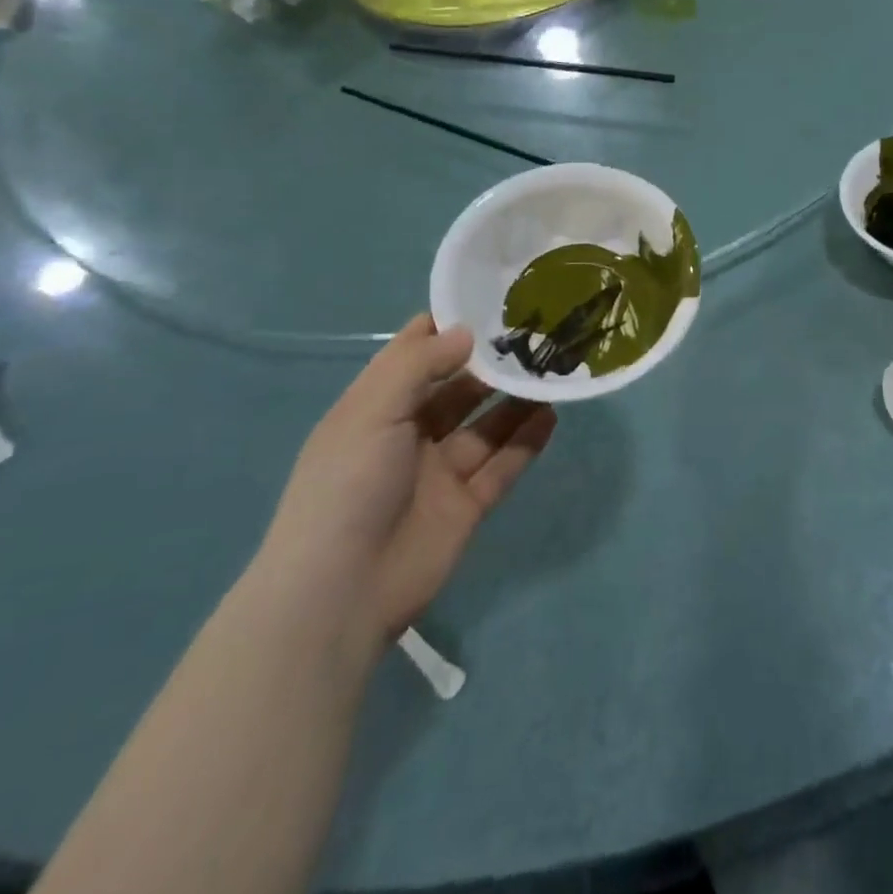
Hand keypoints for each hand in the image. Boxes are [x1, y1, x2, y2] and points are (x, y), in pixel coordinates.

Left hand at [252, 316, 556, 649]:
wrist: (340, 593)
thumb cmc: (348, 485)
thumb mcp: (373, 410)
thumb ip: (420, 365)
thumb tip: (465, 332)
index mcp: (376, 407)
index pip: (413, 354)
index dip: (448, 327)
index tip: (490, 301)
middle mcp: (408, 433)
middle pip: (457, 388)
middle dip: (491, 363)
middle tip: (536, 335)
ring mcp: (439, 471)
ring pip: (486, 426)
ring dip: (515, 400)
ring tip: (552, 371)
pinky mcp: (466, 505)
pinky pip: (502, 465)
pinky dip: (526, 441)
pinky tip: (551, 415)